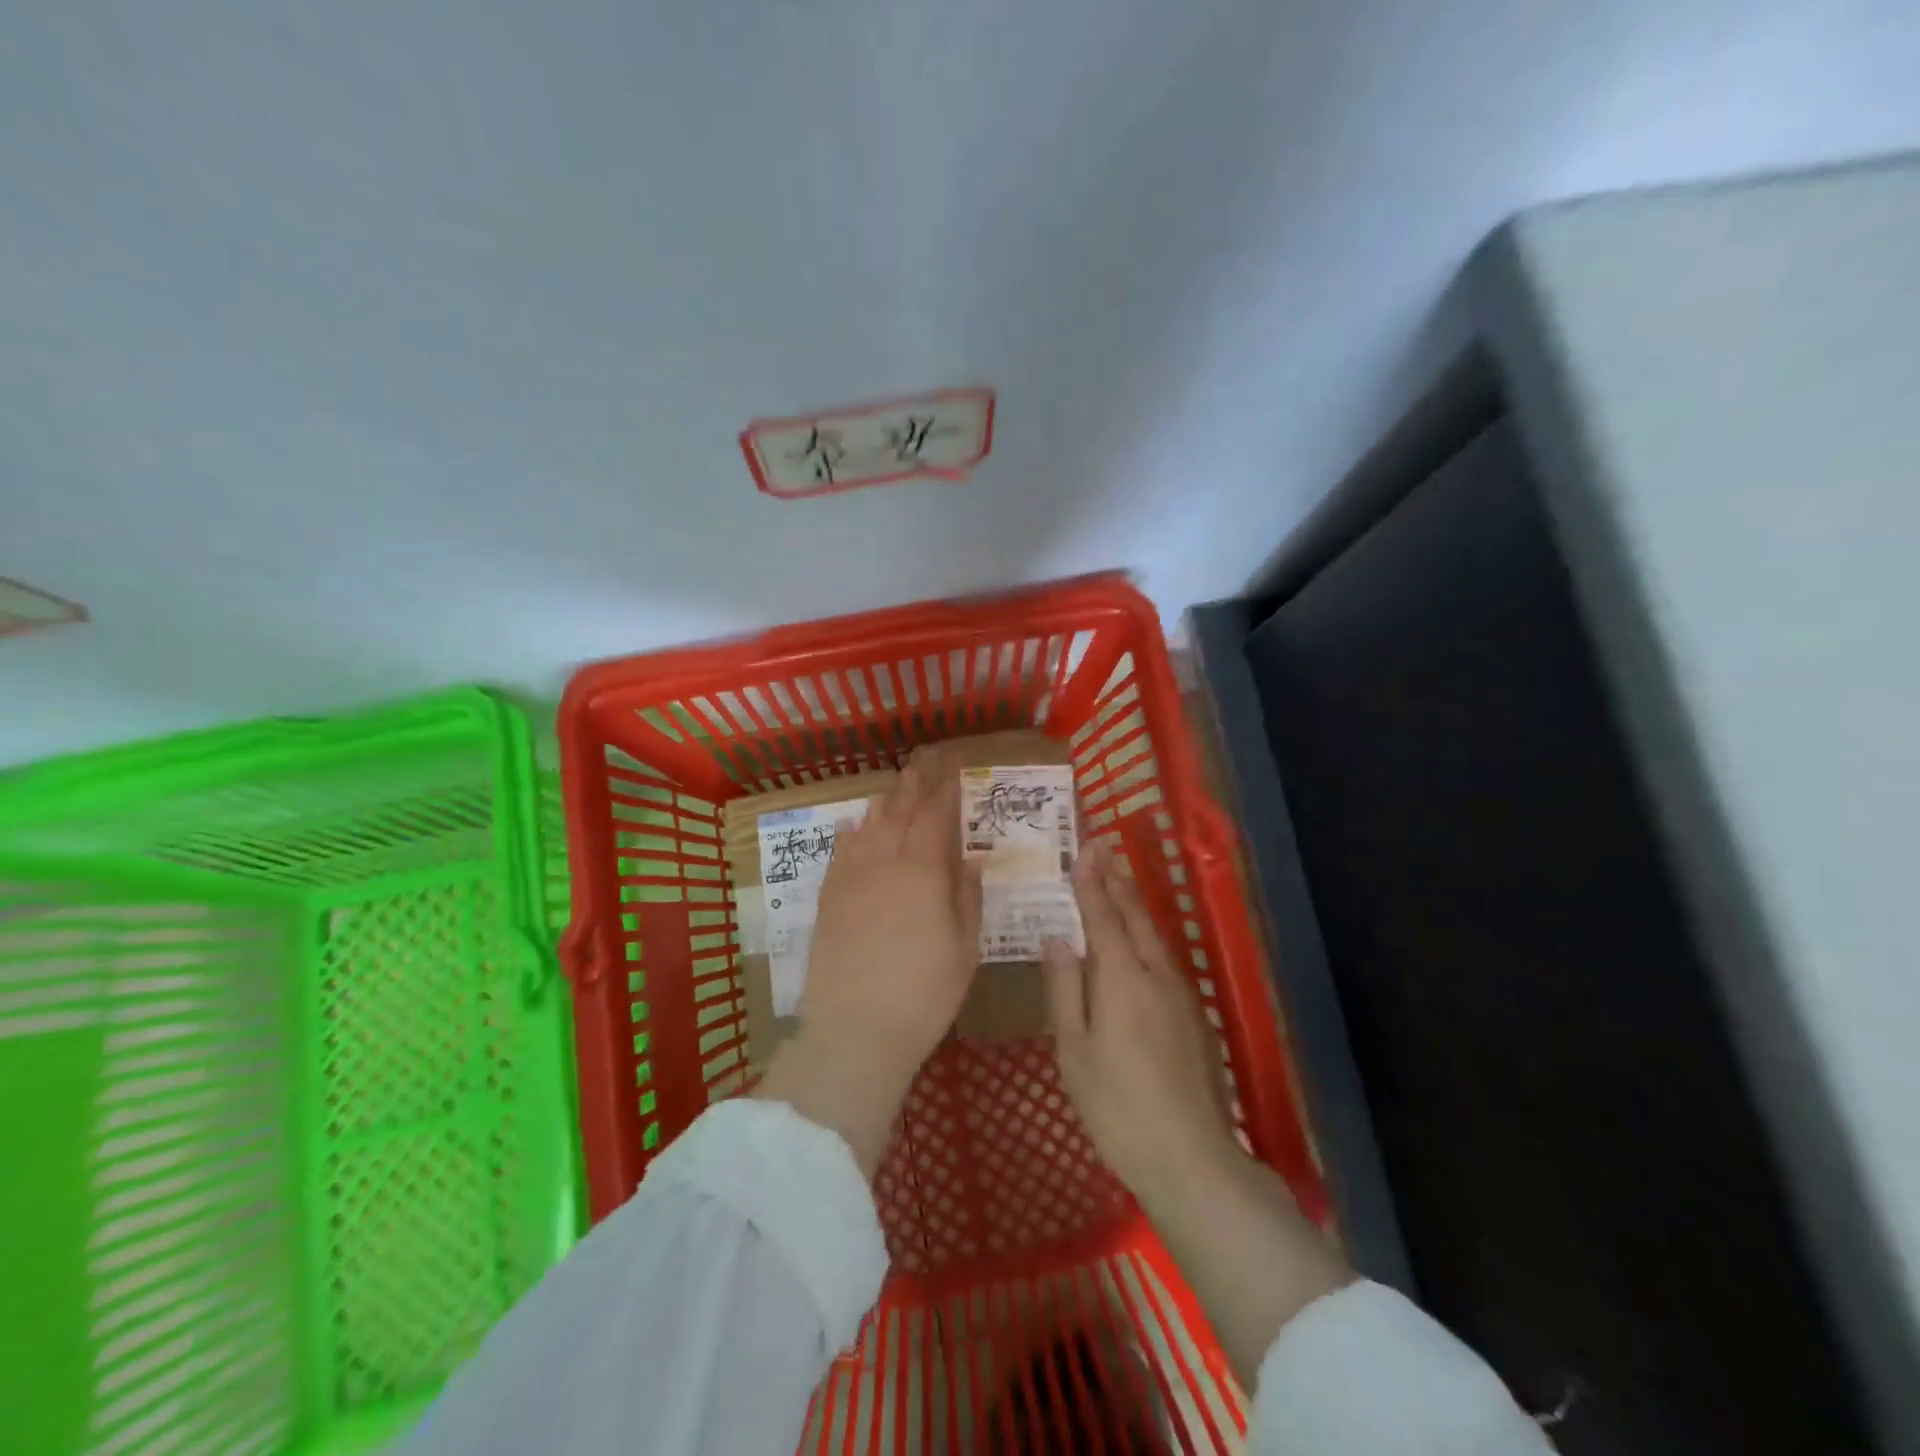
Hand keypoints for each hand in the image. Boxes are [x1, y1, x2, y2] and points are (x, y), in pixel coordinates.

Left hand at [754, 746, 981, 1175]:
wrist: (855, 1031)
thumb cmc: (924, 994)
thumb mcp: (964, 948)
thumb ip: (968, 896)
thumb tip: (971, 858)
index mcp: (923, 871)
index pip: (935, 816)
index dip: (945, 789)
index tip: (953, 768)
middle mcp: (884, 862)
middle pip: (900, 812)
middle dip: (913, 784)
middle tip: (923, 761)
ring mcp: (850, 878)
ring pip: (867, 826)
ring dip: (883, 802)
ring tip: (894, 787)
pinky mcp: (828, 898)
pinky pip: (839, 852)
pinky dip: (849, 833)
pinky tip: (851, 825)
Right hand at [1042, 844, 1239, 1205]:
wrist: (1190, 1157)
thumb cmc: (1116, 1106)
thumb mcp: (1074, 1050)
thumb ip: (1065, 988)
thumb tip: (1056, 937)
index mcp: (1121, 979)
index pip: (1103, 917)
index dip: (1091, 881)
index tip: (1085, 847)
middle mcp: (1155, 974)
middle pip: (1134, 916)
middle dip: (1117, 878)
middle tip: (1103, 845)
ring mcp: (1180, 994)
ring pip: (1153, 935)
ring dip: (1134, 901)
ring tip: (1118, 876)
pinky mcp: (1192, 1015)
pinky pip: (1163, 957)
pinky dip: (1145, 932)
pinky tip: (1138, 937)